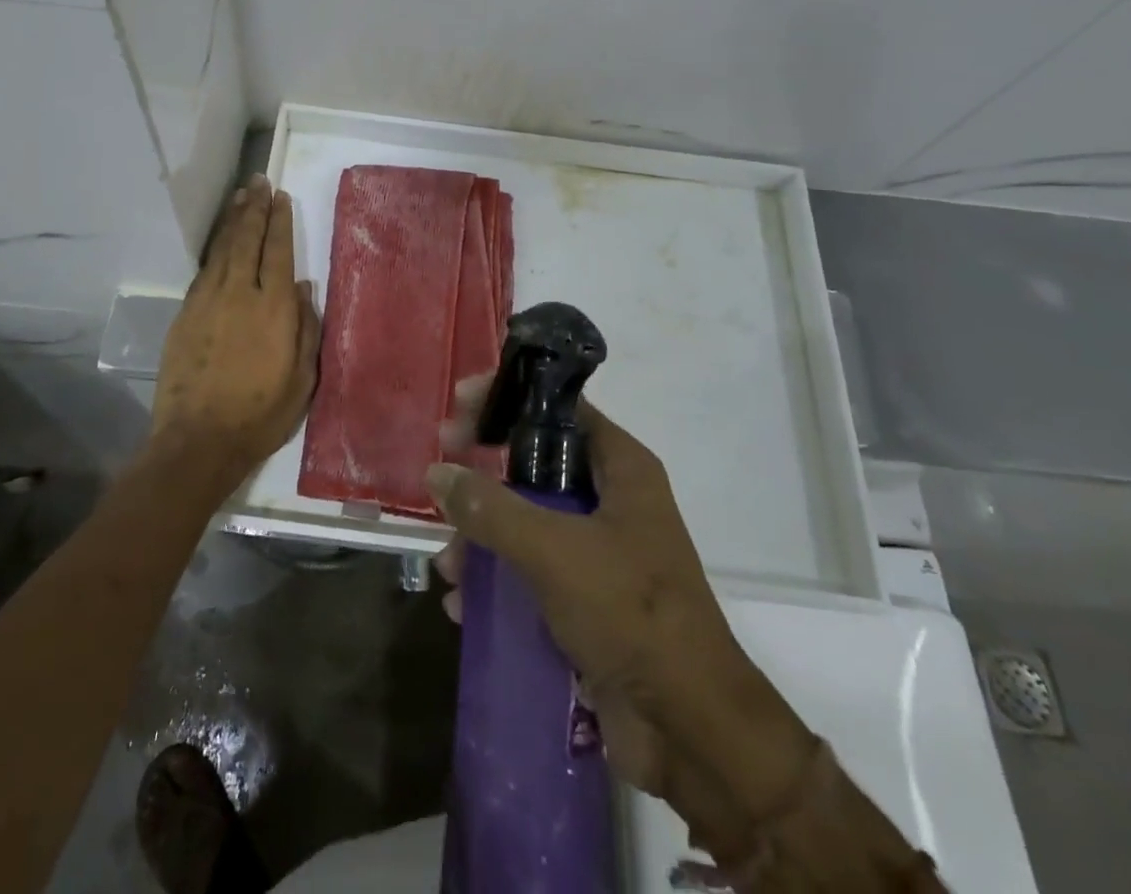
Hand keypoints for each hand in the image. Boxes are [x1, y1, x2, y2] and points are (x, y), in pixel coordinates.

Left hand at [153, 176, 321, 477]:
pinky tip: (220, 241)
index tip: (280, 196)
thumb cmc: (261, 414)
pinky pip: (204, 270)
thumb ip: (307, 329)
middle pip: (247, 240)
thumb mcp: (302, 379)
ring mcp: (208, 301)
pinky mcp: (186, 314)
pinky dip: (214, 249)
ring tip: (240, 197)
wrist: (199, 440)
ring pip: (223, 249)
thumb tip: (306, 289)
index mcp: (275, 308)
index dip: (279, 221)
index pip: (278, 251)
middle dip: (254, 209)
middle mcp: (241, 294)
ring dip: (232, 220)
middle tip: (258, 182)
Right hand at [428, 388, 816, 830]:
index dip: (507, 398)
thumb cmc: (632, 614)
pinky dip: (496, 581)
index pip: (559, 407)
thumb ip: (492, 509)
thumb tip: (438, 473)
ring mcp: (600, 551)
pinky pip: (530, 571)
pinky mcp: (588, 598)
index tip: (458, 405)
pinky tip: (463, 606)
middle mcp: (611, 500)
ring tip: (447, 567)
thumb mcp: (555, 551)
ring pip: (526, 520)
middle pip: (534, 463)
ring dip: (481, 538)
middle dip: (483, 476)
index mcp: (621, 468)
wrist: (692, 732)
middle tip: (439, 478)